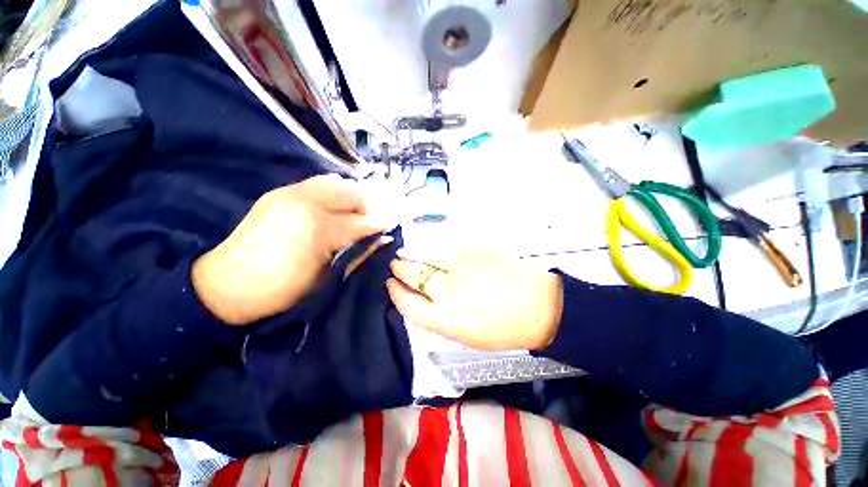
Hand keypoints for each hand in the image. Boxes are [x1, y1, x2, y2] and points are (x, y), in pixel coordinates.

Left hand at [192, 175, 387, 325]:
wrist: (225, 284)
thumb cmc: (281, 290)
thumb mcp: (327, 279)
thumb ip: (358, 254)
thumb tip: (383, 239)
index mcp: (319, 229)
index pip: (363, 222)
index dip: (381, 224)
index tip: (392, 227)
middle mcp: (307, 202)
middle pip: (353, 194)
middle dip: (370, 205)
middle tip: (376, 219)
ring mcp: (290, 193)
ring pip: (336, 183)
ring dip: (352, 196)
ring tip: (357, 212)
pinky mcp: (280, 192)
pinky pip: (318, 183)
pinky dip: (334, 192)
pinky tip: (336, 206)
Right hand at [387, 246, 563, 350]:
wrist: (538, 305)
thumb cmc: (502, 328)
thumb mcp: (465, 335)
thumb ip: (438, 318)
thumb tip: (420, 299)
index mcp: (444, 319)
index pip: (407, 303)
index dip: (395, 293)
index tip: (390, 285)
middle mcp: (446, 291)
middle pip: (412, 276)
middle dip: (399, 270)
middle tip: (395, 265)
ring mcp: (459, 266)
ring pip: (423, 256)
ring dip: (409, 254)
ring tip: (402, 253)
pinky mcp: (472, 249)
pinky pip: (443, 246)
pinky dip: (430, 248)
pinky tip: (427, 248)